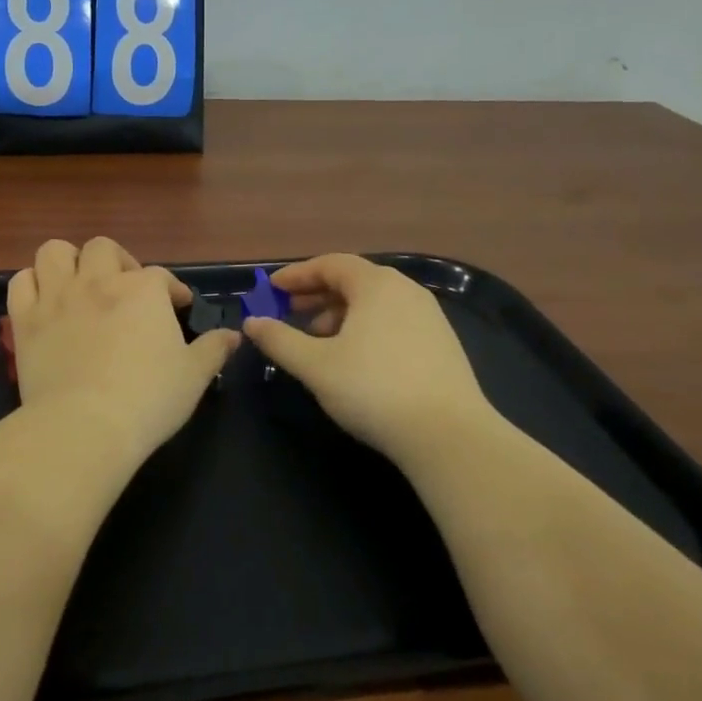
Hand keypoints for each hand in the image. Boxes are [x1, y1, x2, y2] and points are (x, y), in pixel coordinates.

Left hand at [7, 238, 239, 456]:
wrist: (85, 426)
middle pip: (103, 249)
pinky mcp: (26, 320)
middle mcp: (98, 281)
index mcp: (142, 291)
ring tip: (79, 284)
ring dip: (69, 261)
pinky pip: (21, 282)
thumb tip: (233, 335)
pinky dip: (32, 284)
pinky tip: (44, 300)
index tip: (178, 306)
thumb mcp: (194, 376)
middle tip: (125, 289)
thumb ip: (214, 349)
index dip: (172, 289)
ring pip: (55, 252)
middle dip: (117, 262)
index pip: (161, 277)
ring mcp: (57, 297)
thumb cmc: (148, 399)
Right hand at [241, 254, 490, 458]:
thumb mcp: (315, 366)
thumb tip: (252, 322)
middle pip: (354, 281)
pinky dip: (366, 328)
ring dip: (341, 314)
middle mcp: (406, 290)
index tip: (272, 289)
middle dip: (317, 294)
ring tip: (318, 341)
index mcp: (376, 285)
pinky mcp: (442, 343)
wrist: (449, 435)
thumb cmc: (373, 389)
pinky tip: (355, 359)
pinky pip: (393, 321)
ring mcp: (429, 316)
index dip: (298, 274)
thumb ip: (279, 340)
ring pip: (375, 303)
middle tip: (290, 312)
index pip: (331, 264)